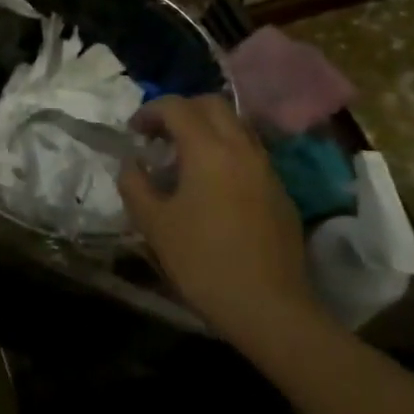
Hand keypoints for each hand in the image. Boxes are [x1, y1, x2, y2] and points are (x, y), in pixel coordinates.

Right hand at [119, 94, 314, 340]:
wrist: (270, 309)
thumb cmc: (203, 262)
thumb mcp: (153, 223)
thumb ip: (134, 183)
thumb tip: (132, 163)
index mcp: (207, 149)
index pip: (176, 106)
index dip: (149, 111)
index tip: (133, 132)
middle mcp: (241, 148)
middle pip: (212, 104)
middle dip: (182, 110)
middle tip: (161, 135)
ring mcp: (266, 169)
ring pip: (236, 126)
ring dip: (208, 129)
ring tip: (185, 158)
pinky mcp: (281, 193)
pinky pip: (250, 153)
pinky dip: (227, 152)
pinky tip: (213, 186)